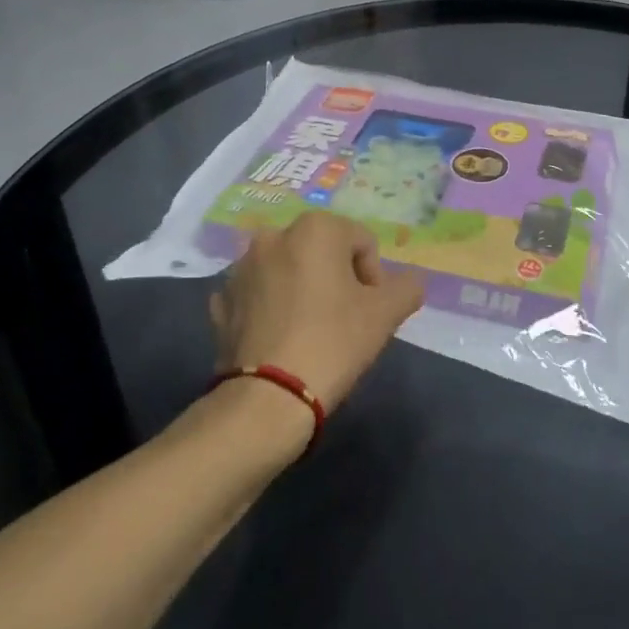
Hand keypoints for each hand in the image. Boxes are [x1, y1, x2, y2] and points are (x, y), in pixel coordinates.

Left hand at [209, 212, 424, 414]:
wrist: (266, 399)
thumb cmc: (333, 342)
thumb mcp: (386, 314)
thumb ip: (407, 287)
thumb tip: (409, 283)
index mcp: (315, 229)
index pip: (362, 243)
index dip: (374, 278)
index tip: (371, 312)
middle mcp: (273, 236)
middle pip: (322, 253)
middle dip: (337, 280)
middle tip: (344, 321)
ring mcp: (240, 269)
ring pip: (288, 272)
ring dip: (302, 291)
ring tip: (311, 332)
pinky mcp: (220, 302)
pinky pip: (257, 296)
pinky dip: (271, 309)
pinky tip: (280, 340)